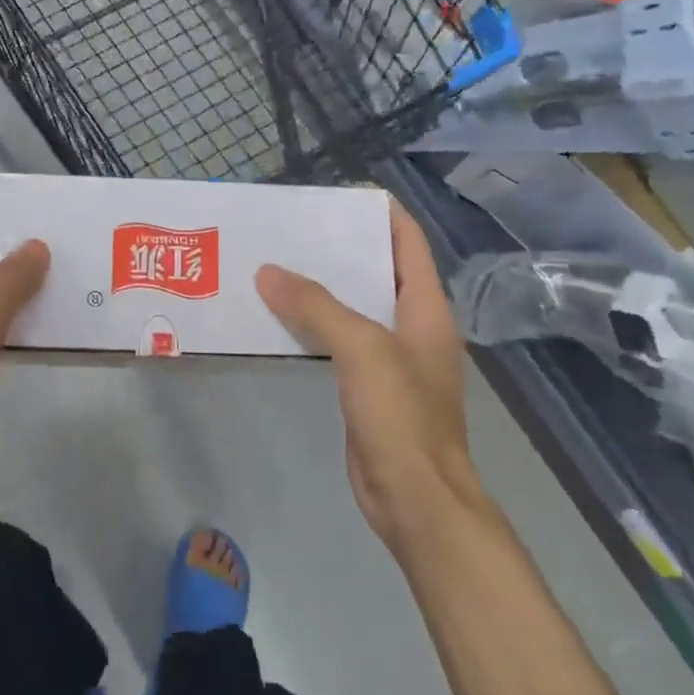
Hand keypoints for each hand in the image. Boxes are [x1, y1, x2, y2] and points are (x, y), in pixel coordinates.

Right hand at [256, 202, 479, 549]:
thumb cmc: (401, 415)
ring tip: (276, 267)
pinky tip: (280, 319)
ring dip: (320, 289)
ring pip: (353, 309)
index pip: (408, 242)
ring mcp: (391, 360)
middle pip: (377, 272)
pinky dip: (313, 326)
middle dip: (338, 250)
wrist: (415, 498)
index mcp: (426, 309)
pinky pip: (338, 342)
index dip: (381, 214)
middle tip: (291, 231)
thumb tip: (268, 272)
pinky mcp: (368, 388)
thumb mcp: (361, 349)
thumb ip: (315, 306)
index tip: (338, 196)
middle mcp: (412, 327)